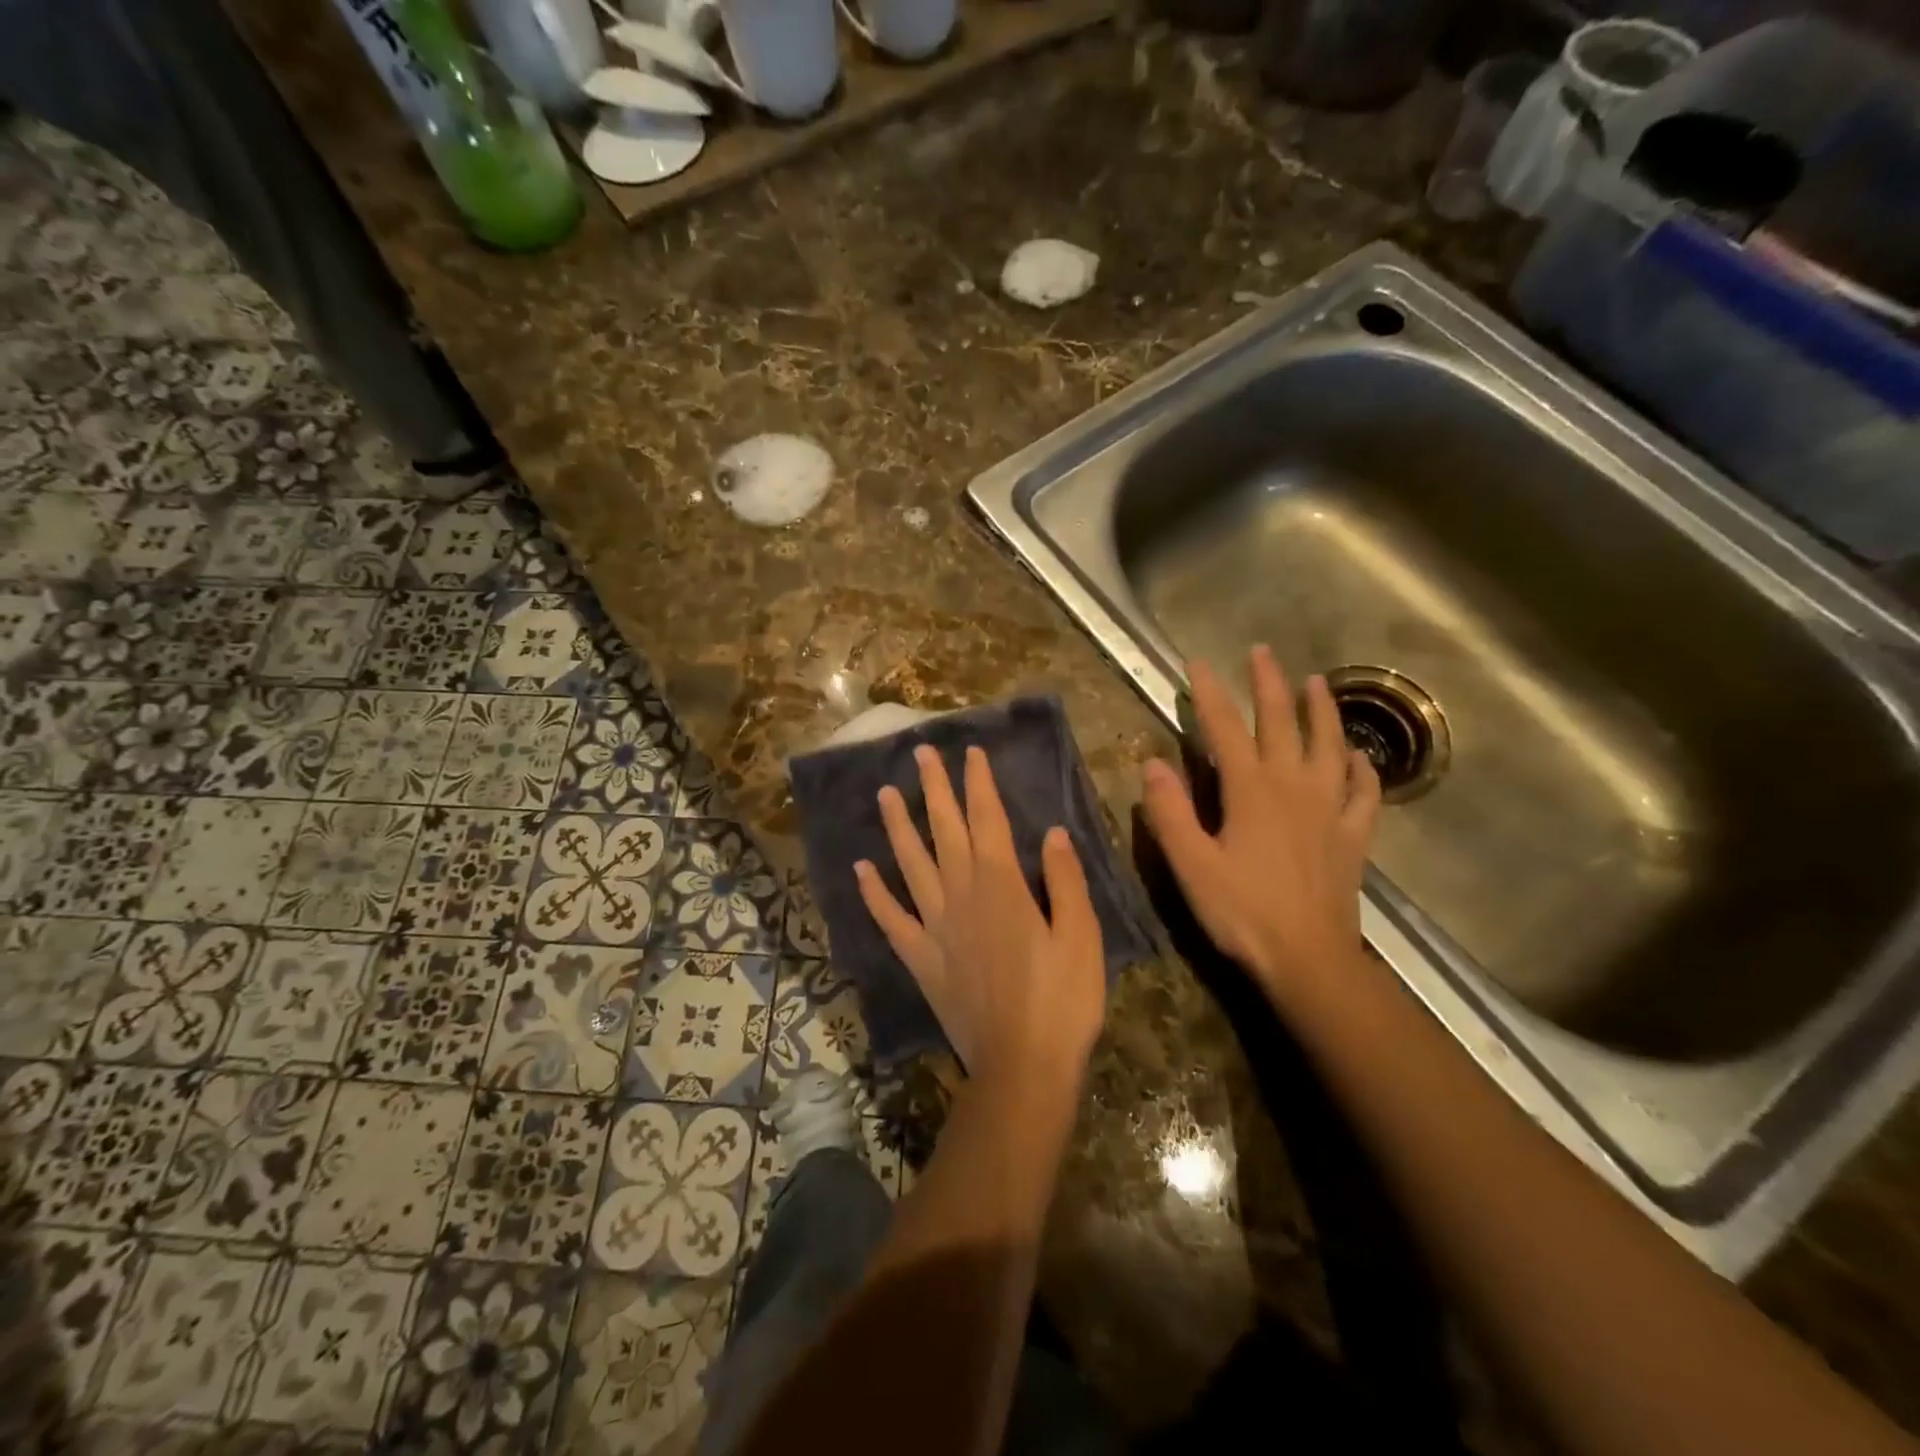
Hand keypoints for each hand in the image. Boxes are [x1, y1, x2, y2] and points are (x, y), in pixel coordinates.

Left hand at [855, 744, 1106, 1093]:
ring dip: (898, 826)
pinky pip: (891, 919)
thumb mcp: (1082, 936)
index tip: (970, 753)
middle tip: (921, 752)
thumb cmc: (1062, 1000)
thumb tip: (1053, 832)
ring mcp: (935, 926)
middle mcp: (962, 895)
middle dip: (935, 789)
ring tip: (886, 793)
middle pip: (945, 831)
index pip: (988, 820)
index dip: (979, 784)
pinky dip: (873, 893)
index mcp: (1003, 885)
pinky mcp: (921, 958)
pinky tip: (860, 868)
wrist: (1022, 1066)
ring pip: (911, 864)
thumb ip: (1065, 880)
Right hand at [1141, 646, 1380, 1002]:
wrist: (1308, 959)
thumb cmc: (1242, 911)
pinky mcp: (1352, 836)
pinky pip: (1363, 793)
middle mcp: (1293, 786)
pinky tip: (1359, 758)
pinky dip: (1362, 770)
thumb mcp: (1190, 864)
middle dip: (1268, 684)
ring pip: (1329, 746)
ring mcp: (1329, 809)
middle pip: (1282, 723)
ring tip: (1317, 683)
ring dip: (1322, 712)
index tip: (1196, 662)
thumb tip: (1152, 764)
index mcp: (1250, 790)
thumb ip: (1169, 812)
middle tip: (1261, 652)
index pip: (1224, 728)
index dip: (1208, 693)